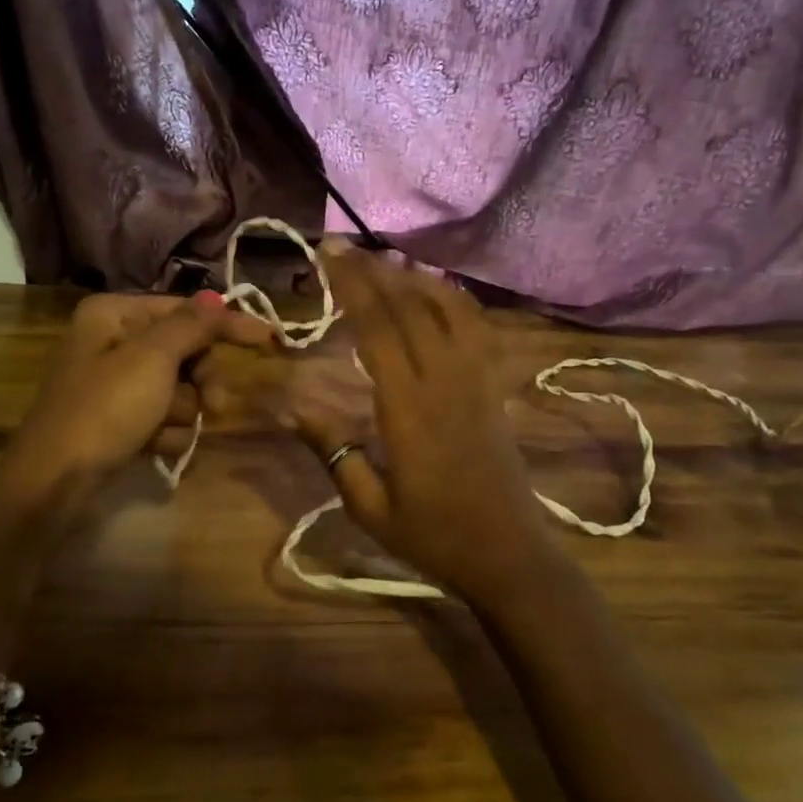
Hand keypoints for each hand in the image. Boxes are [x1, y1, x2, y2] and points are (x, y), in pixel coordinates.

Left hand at [0, 291, 275, 505]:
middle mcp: (111, 342)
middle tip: (215, 405)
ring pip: (178, 390)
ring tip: (158, 431)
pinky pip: (161, 418)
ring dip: (180, 413)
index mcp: (113, 314)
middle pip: (184, 352)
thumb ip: (191, 325)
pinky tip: (149, 447)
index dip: (226, 324)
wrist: (54, 482)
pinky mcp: (117, 420)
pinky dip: (163, 433)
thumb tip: (217, 298)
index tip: (268, 338)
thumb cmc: (104, 409)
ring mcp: (114, 385)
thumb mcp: (152, 358)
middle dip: (200, 382)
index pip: (184, 310)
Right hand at [286, 244, 555, 598]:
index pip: (379, 331)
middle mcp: (446, 383)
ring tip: (383, 259)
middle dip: (375, 272)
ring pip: (448, 311)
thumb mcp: (369, 507)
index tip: (329, 258)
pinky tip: (435, 290)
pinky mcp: (494, 388)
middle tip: (342, 246)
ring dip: (414, 278)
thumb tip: (294, 408)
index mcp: (410, 410)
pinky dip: (455, 300)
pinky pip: (478, 330)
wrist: (509, 555)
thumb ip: (333, 453)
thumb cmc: (433, 536)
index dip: (353, 288)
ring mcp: (477, 382)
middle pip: (411, 310)